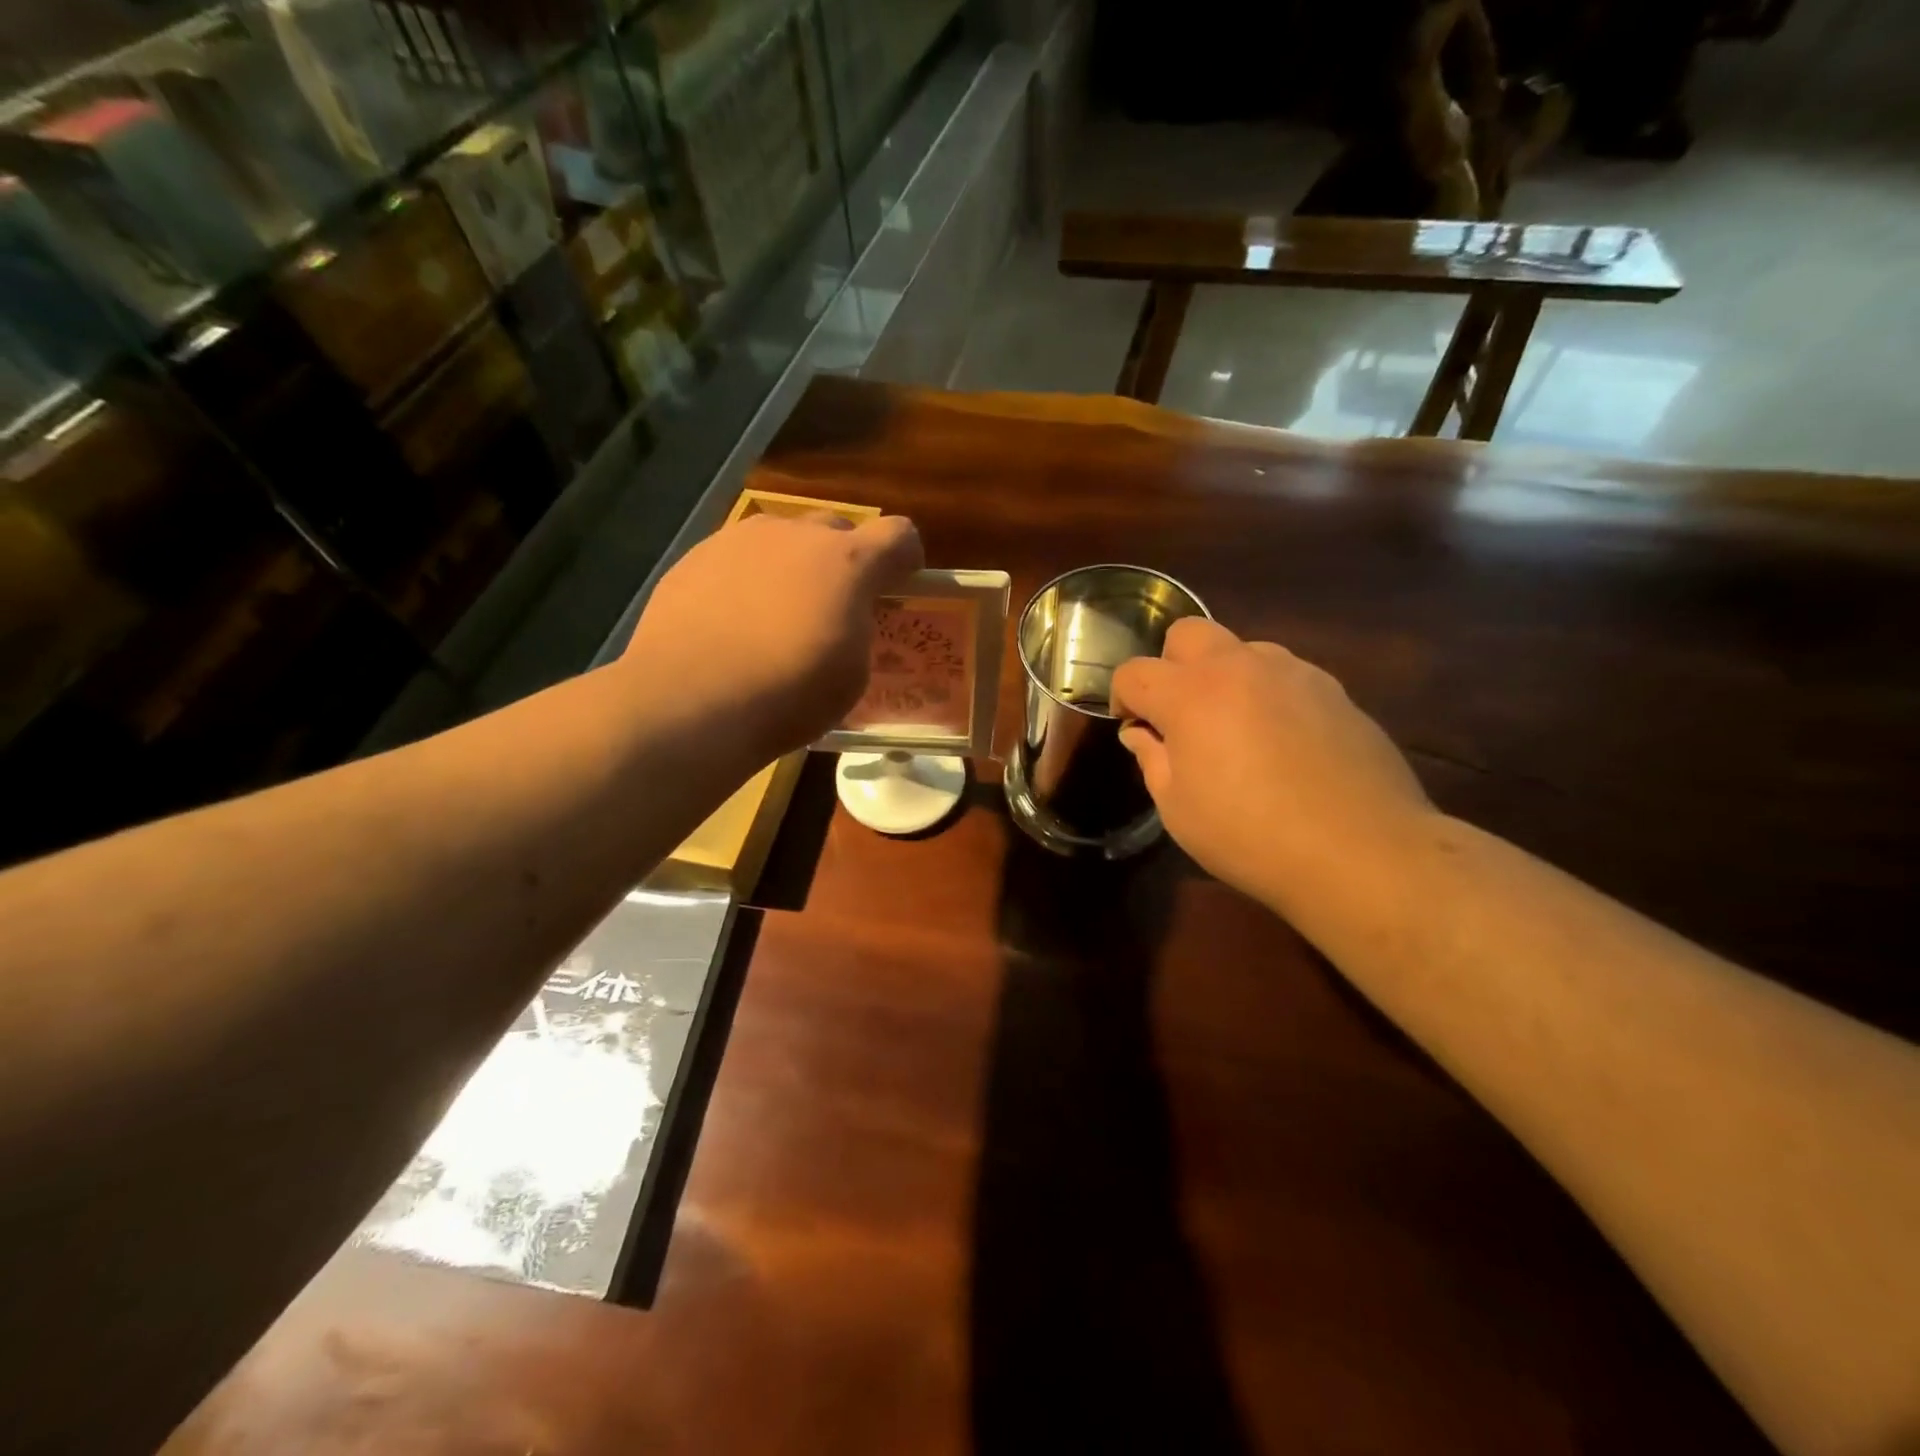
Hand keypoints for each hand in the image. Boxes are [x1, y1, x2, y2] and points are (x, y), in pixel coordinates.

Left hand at [619, 511, 922, 760]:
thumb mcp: (852, 674)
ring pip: (781, 540)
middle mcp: (795, 534)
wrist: (690, 701)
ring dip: (791, 567)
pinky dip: (744, 582)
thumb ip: (857, 629)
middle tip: (832, 608)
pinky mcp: (695, 557)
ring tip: (773, 618)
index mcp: (847, 562)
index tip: (897, 587)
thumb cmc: (789, 694)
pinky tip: (729, 625)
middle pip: (836, 529)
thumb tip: (842, 618)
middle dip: (843, 561)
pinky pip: (736, 559)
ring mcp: (739, 540)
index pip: (899, 535)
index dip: (904, 560)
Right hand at [1110, 618, 1433, 914]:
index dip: (1122, 698)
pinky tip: (1282, 742)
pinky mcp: (1334, 689)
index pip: (1135, 672)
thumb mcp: (1178, 808)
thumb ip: (1152, 759)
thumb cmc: (1249, 835)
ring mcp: (1292, 672)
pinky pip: (1285, 674)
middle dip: (1171, 666)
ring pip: (1241, 649)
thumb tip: (1142, 734)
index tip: (1134, 729)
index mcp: (1190, 694)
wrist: (1360, 850)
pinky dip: (1267, 694)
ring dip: (1223, 676)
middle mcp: (1239, 667)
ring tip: (1236, 728)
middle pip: (1187, 633)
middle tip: (1180, 714)